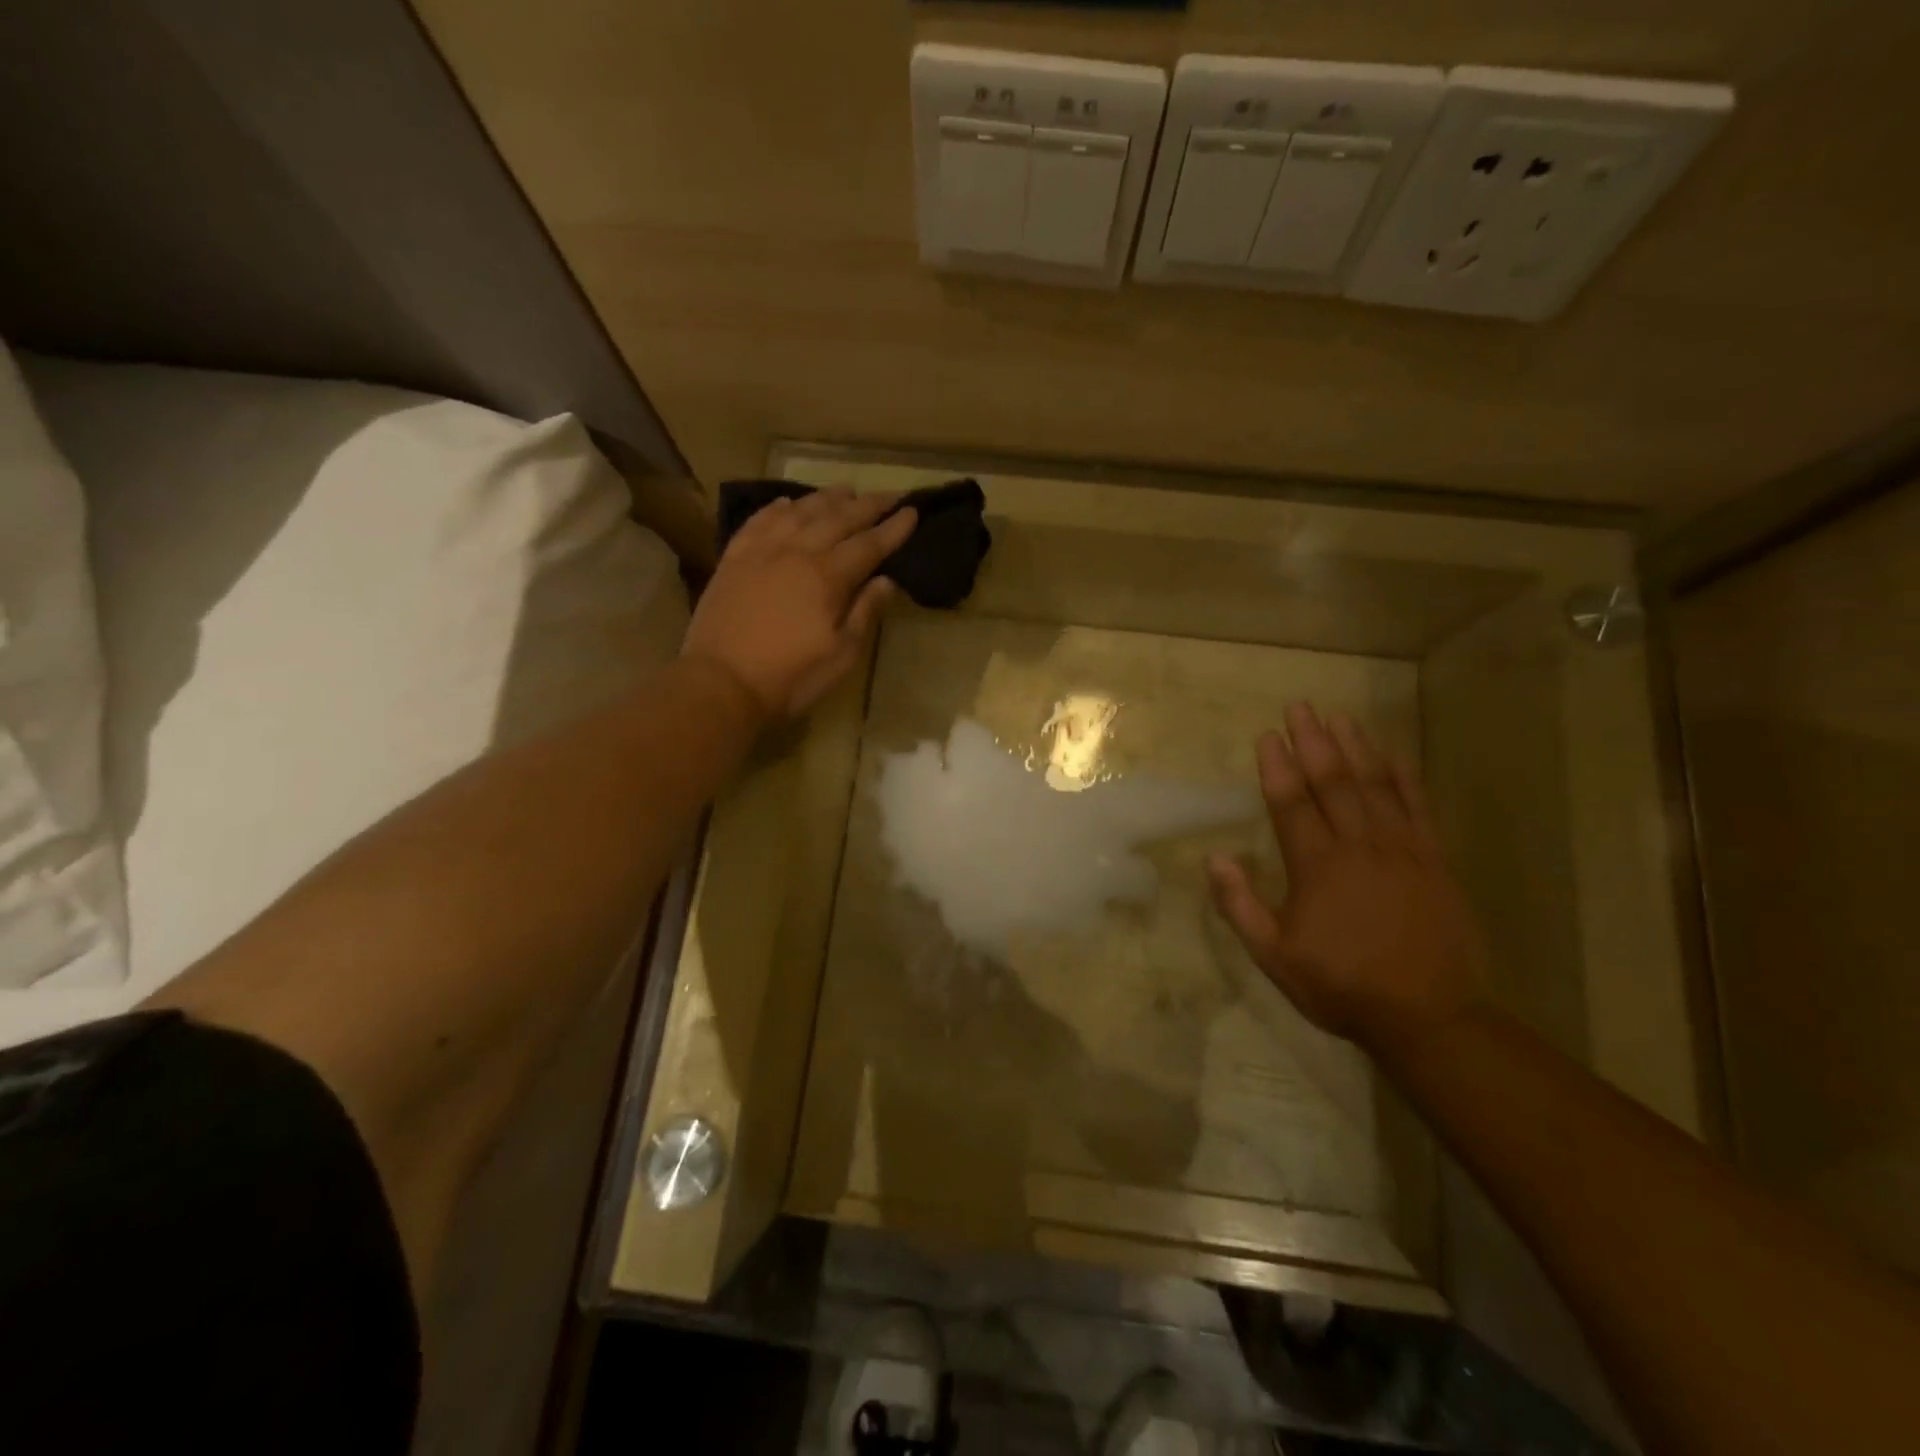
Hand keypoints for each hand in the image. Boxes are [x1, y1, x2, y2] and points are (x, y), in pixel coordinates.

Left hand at [682, 489, 916, 717]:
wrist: (720, 682)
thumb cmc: (790, 676)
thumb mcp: (841, 656)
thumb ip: (864, 613)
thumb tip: (886, 581)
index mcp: (827, 577)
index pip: (869, 544)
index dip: (893, 528)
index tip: (913, 512)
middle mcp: (797, 552)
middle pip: (838, 519)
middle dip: (867, 505)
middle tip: (890, 494)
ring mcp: (762, 551)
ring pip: (799, 512)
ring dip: (826, 499)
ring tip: (846, 490)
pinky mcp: (734, 559)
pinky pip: (759, 521)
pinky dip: (778, 508)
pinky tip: (788, 503)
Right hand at [1206, 704, 1487, 1049]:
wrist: (1429, 1016)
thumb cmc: (1342, 985)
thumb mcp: (1274, 956)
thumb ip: (1240, 905)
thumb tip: (1214, 857)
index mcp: (1317, 867)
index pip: (1291, 803)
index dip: (1277, 767)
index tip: (1267, 735)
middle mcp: (1359, 846)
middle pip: (1332, 781)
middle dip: (1313, 741)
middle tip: (1300, 708)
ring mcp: (1402, 849)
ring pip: (1374, 785)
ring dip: (1354, 747)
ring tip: (1338, 716)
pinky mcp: (1434, 859)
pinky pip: (1417, 806)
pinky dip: (1403, 775)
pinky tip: (1391, 752)